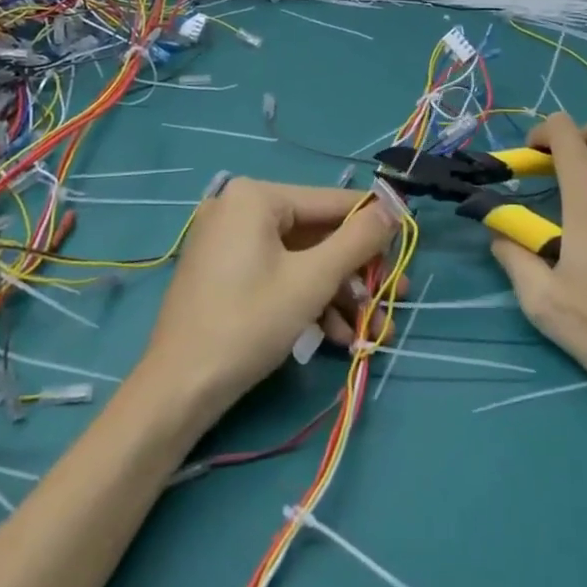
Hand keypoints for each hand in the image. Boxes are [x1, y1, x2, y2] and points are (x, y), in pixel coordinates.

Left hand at [140, 179, 398, 417]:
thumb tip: (394, 208)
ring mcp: (228, 241)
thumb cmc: (248, 323)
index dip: (373, 224)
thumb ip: (358, 240)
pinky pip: (277, 274)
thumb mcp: (313, 280)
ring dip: (337, 294)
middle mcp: (239, 208)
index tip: (408, 243)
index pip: (330, 202)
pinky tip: (334, 336)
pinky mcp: (223, 272)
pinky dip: (306, 300)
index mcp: (255, 196)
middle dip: (356, 274)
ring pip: (299, 260)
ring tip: (369, 331)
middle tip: (392, 299)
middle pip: (316, 234)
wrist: (178, 390)